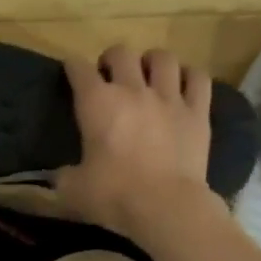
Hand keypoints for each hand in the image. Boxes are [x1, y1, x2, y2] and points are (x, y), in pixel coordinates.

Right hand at [55, 46, 215, 243]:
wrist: (165, 206)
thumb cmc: (112, 195)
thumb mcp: (71, 189)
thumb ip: (64, 175)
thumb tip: (63, 174)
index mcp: (96, 103)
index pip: (79, 69)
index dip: (72, 66)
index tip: (70, 72)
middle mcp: (132, 90)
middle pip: (122, 53)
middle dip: (111, 59)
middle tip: (109, 75)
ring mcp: (169, 98)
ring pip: (162, 58)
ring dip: (151, 62)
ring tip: (147, 75)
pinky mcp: (198, 112)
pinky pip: (198, 78)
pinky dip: (188, 76)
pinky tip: (182, 85)